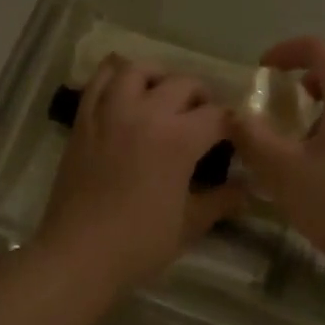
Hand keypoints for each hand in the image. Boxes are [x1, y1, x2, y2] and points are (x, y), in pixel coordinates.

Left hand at [36, 56, 247, 285]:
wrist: (78, 253)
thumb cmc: (139, 243)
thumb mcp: (190, 224)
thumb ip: (221, 200)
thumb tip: (246, 187)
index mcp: (178, 138)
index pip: (217, 116)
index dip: (232, 125)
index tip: (235, 138)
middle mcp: (146, 113)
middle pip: (183, 84)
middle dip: (201, 97)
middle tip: (202, 119)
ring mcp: (111, 112)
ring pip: (138, 70)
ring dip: (158, 77)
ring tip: (163, 95)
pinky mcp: (84, 119)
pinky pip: (99, 81)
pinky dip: (114, 75)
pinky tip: (124, 89)